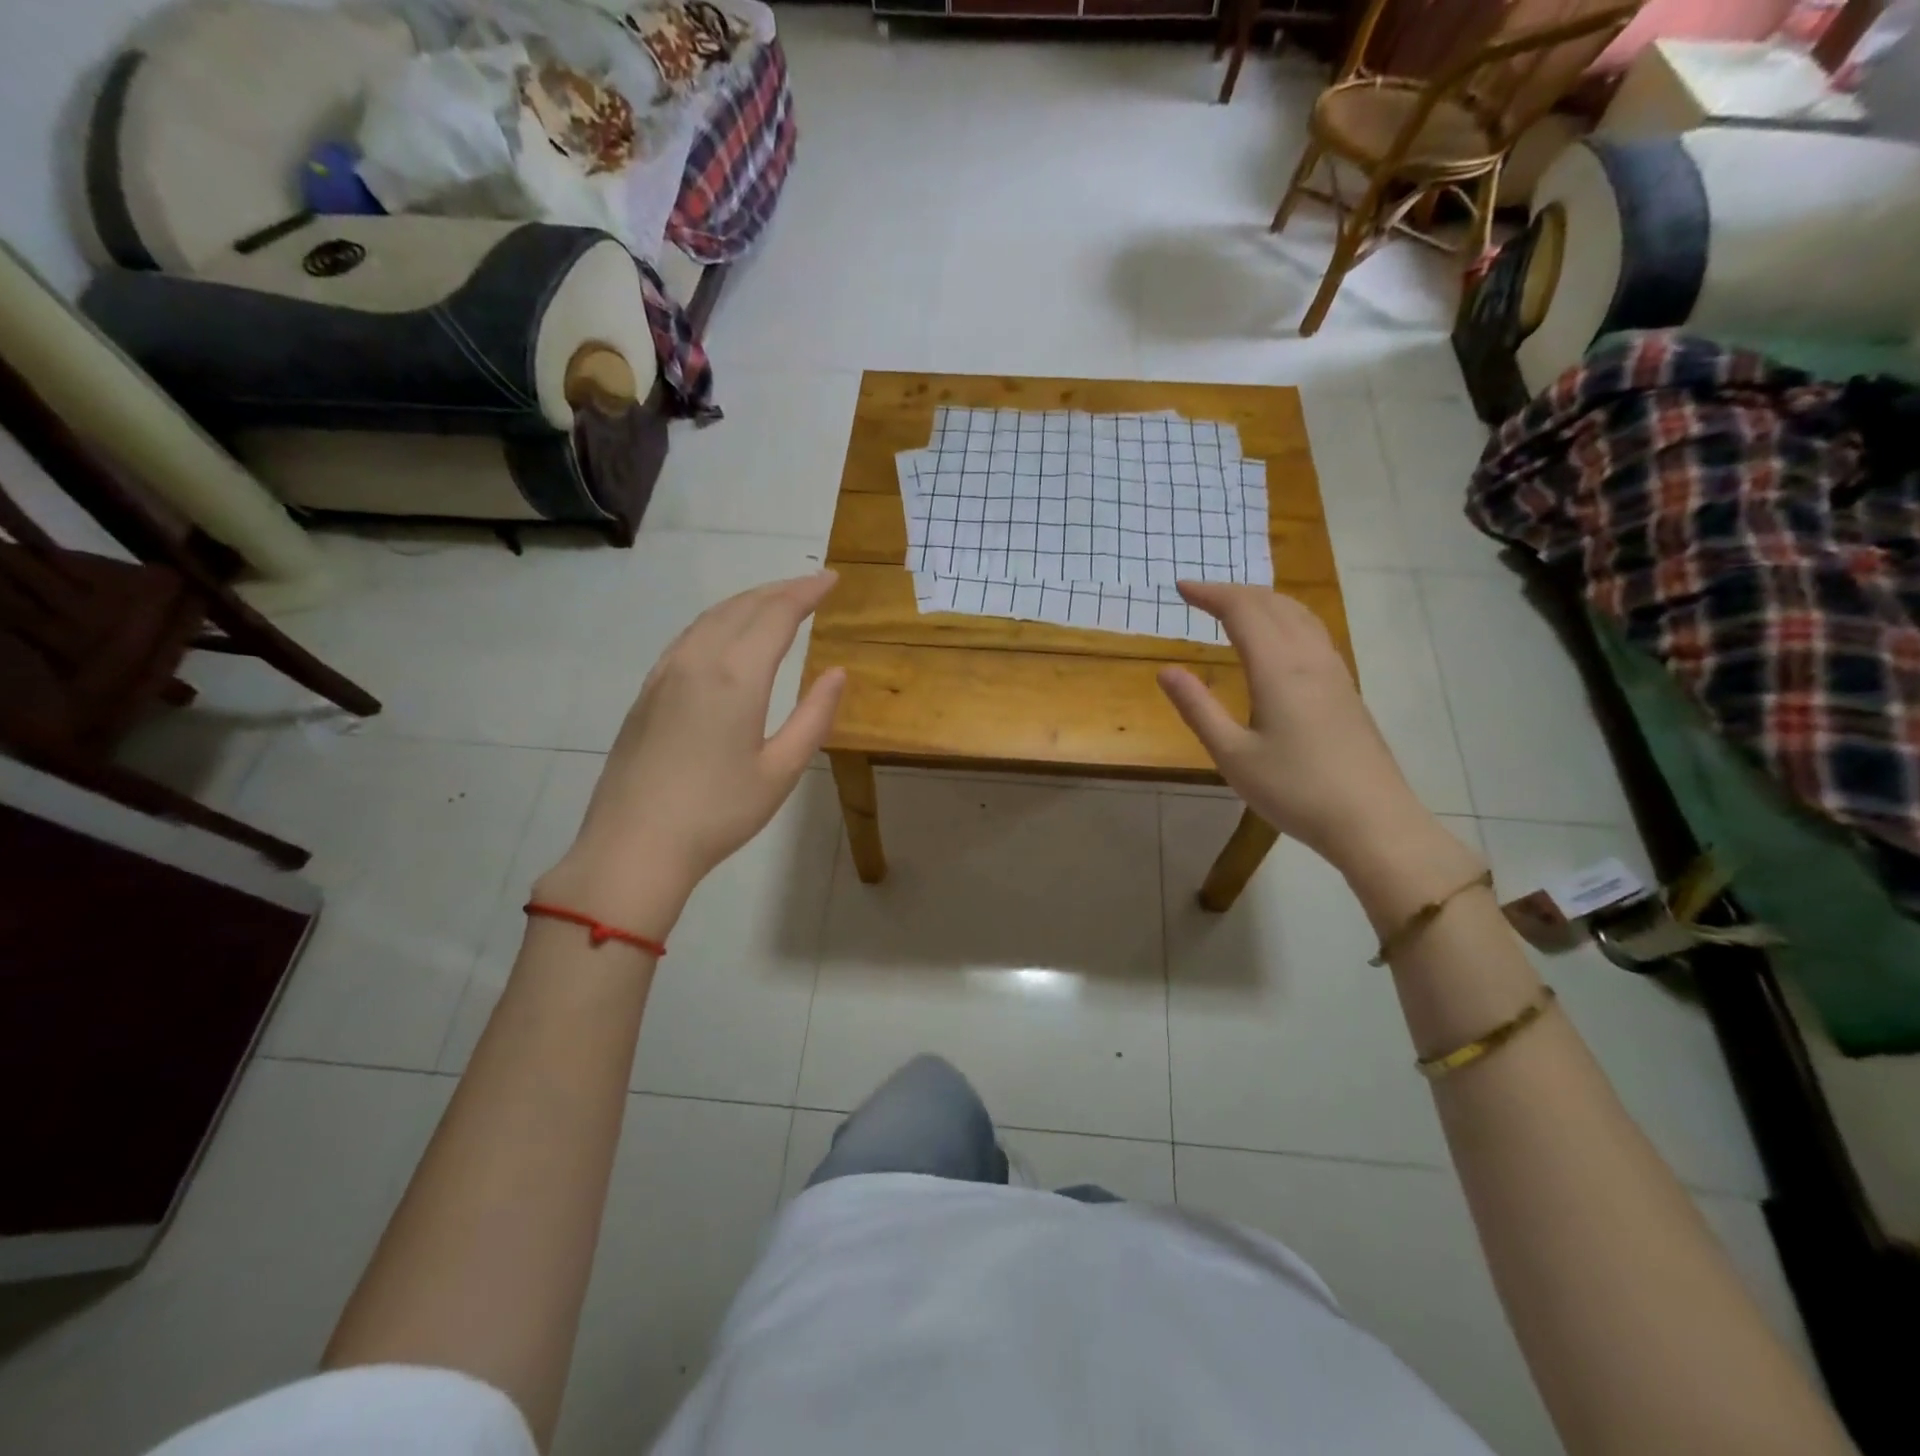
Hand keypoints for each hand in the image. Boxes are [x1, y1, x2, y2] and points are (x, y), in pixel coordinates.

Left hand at [537, 573, 846, 932]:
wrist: (634, 845)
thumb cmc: (718, 813)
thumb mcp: (781, 771)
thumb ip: (813, 717)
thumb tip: (837, 674)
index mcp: (735, 676)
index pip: (777, 615)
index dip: (806, 593)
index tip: (831, 579)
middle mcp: (697, 661)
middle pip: (742, 607)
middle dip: (780, 590)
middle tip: (811, 586)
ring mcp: (665, 674)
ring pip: (710, 618)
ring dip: (747, 602)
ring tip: (775, 602)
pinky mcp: (647, 692)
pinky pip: (688, 638)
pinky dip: (717, 621)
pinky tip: (725, 635)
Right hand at [1157, 581, 1424, 870]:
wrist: (1371, 820)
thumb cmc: (1294, 790)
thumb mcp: (1232, 755)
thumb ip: (1198, 709)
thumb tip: (1166, 670)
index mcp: (1278, 669)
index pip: (1242, 611)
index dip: (1210, 593)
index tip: (1180, 588)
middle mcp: (1309, 659)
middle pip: (1273, 604)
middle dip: (1234, 592)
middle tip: (1200, 595)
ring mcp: (1334, 672)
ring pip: (1299, 614)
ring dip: (1263, 601)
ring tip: (1236, 607)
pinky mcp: (1346, 689)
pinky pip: (1313, 632)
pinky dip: (1286, 618)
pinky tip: (1279, 639)